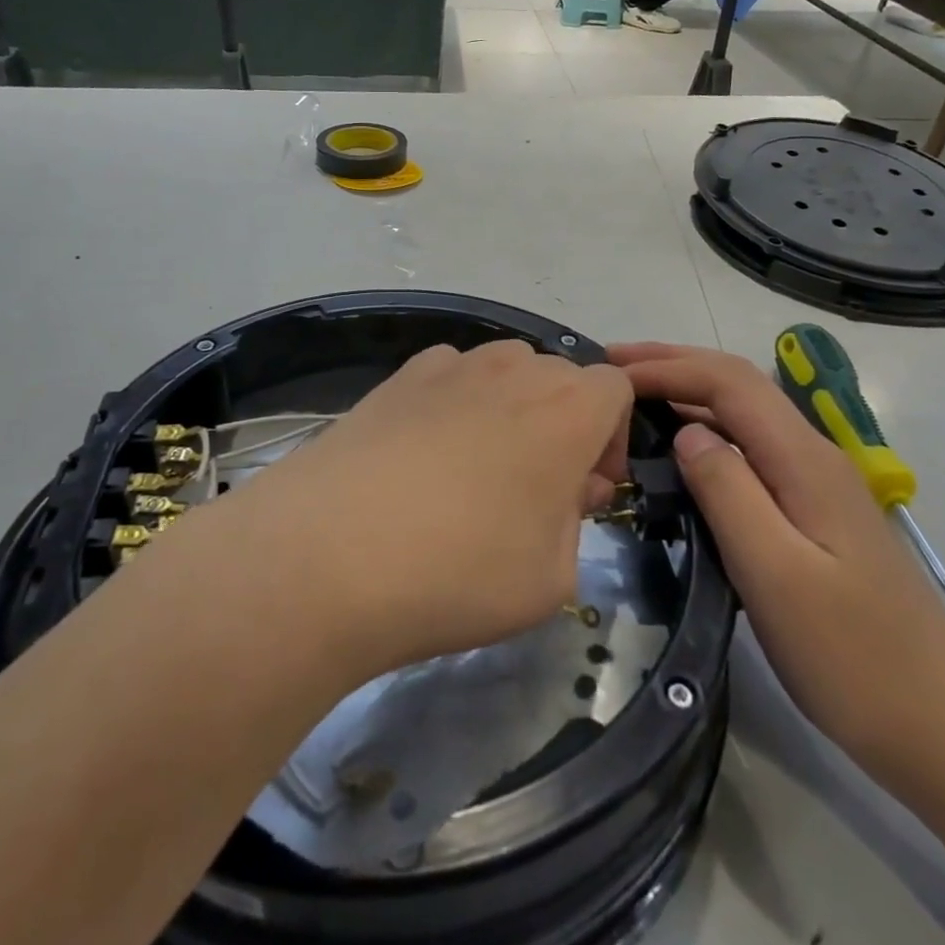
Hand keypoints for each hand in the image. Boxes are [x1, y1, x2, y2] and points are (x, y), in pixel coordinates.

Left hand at [244, 340, 632, 673]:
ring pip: (503, 370)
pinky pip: (449, 376)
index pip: (616, 388)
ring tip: (475, 470)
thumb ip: (575, 522)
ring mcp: (450, 366)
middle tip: (534, 490)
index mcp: (568, 410)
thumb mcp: (552, 578)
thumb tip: (565, 488)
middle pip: (559, 377)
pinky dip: (455, 403)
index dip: (610, 438)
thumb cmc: (460, 571)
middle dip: (563, 424)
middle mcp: (513, 370)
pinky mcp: (397, 377)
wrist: (329, 554)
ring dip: (510, 409)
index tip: (584, 490)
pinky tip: (423, 456)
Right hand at [610, 342, 944, 787]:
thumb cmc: (851, 654)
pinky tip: (679, 450)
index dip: (668, 367)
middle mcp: (813, 456)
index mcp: (804, 460)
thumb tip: (686, 431)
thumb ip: (728, 491)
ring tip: (631, 397)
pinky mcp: (813, 512)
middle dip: (673, 365)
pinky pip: (750, 448)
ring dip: (687, 392)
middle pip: (738, 385)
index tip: (611, 374)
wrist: (940, 725)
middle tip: (610, 366)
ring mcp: (816, 484)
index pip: (729, 382)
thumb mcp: (775, 573)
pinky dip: (705, 430)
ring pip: (744, 414)